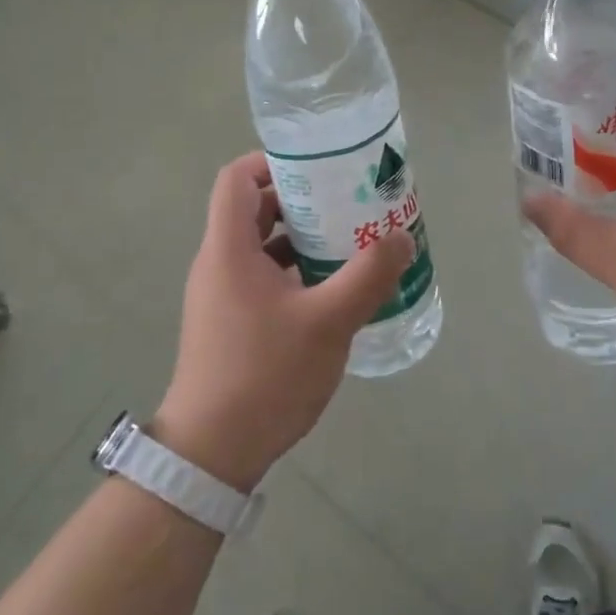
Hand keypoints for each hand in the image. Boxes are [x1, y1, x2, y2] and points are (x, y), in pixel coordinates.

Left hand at [155, 151, 413, 490]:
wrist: (213, 453)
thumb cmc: (265, 375)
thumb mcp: (328, 322)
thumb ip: (368, 276)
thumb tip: (402, 238)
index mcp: (229, 249)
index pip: (237, 178)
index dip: (273, 160)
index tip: (319, 165)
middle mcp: (219, 263)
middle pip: (255, 208)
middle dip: (302, 198)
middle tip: (348, 199)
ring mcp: (222, 295)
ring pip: (262, 245)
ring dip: (303, 236)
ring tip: (350, 239)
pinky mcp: (231, 322)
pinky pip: (264, 276)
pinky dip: (296, 269)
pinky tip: (334, 288)